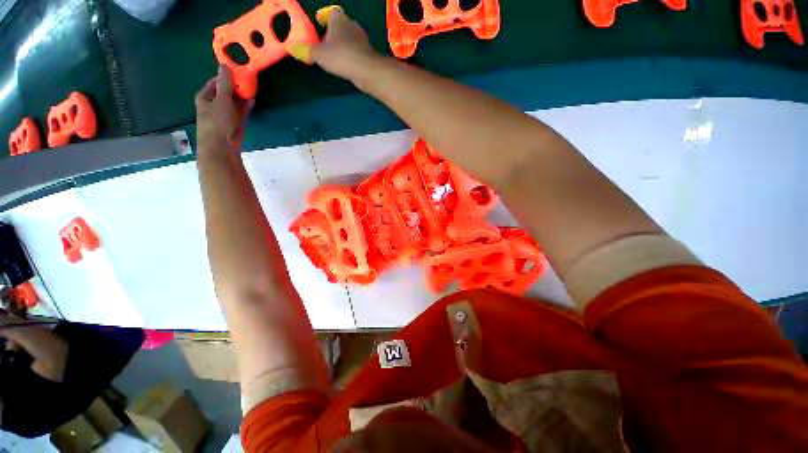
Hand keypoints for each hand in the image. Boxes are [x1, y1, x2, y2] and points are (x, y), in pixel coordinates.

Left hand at [195, 65, 254, 154]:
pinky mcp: (232, 125)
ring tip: (252, 91)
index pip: (216, 82)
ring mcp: (223, 116)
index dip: (227, 77)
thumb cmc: (218, 122)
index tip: (239, 74)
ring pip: (233, 103)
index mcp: (205, 96)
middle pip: (225, 93)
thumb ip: (225, 83)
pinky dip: (245, 107)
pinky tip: (252, 102)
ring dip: (241, 98)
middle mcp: (212, 105)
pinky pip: (239, 113)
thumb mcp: (222, 99)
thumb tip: (225, 64)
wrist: (221, 148)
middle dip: (236, 88)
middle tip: (248, 82)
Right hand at [289, 6, 382, 83]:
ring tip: (335, 58)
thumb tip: (296, 49)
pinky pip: (356, 52)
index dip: (325, 18)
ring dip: (343, 46)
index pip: (331, 13)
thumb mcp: (319, 54)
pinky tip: (346, 66)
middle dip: (333, 34)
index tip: (320, 24)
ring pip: (349, 39)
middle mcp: (352, 24)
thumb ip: (308, 51)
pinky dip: (351, 57)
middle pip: (340, 26)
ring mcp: (362, 39)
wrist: (367, 70)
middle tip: (325, 45)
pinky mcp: (369, 53)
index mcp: (338, 19)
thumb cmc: (341, 56)